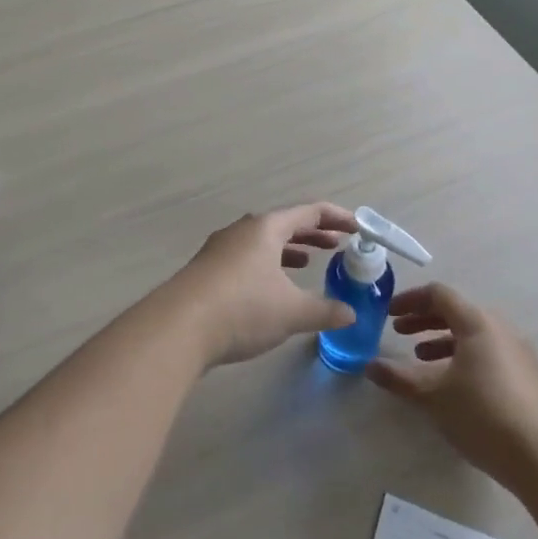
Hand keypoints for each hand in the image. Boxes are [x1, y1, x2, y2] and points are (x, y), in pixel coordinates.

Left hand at [163, 203, 360, 366]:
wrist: (179, 326)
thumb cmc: (243, 308)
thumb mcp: (292, 312)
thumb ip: (325, 311)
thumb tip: (351, 313)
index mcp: (266, 228)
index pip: (309, 212)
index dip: (337, 218)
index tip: (358, 228)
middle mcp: (242, 230)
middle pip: (284, 224)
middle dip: (312, 234)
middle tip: (336, 246)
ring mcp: (220, 249)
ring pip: (262, 242)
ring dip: (288, 250)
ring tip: (307, 262)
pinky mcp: (207, 270)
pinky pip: (246, 258)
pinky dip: (267, 265)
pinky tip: (270, 288)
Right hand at [366, 284, 537, 487]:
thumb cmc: (483, 413)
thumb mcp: (432, 395)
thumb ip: (399, 378)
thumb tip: (370, 366)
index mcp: (477, 323)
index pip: (439, 294)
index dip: (409, 300)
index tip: (388, 313)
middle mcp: (500, 329)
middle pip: (457, 312)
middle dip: (424, 320)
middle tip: (398, 332)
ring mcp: (517, 354)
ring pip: (472, 335)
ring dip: (442, 340)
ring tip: (420, 358)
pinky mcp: (526, 378)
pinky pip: (487, 354)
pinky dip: (462, 357)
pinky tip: (451, 385)